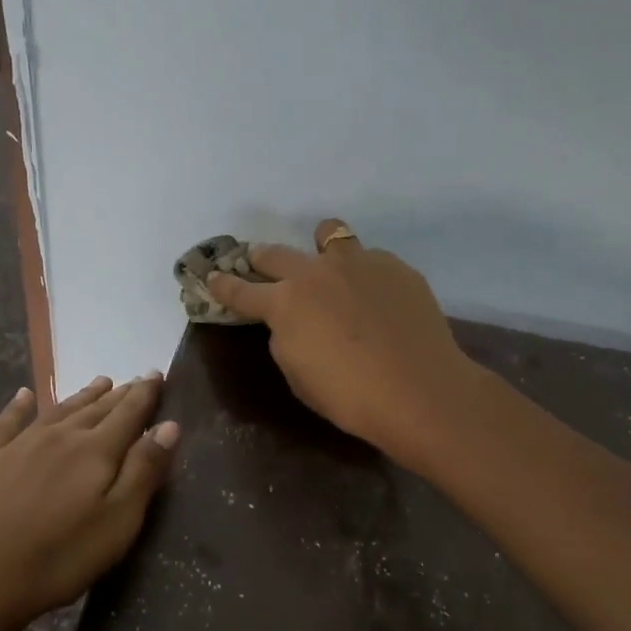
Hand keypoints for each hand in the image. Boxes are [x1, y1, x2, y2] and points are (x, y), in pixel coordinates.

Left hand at [0, 375, 178, 630]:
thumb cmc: (57, 558)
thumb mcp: (117, 522)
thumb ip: (143, 471)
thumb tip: (168, 425)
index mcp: (95, 452)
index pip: (128, 414)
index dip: (145, 394)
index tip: (157, 374)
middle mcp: (58, 437)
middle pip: (95, 409)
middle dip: (118, 394)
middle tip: (134, 380)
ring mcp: (16, 446)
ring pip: (56, 411)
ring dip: (80, 396)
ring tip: (99, 382)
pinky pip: (5, 423)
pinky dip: (17, 407)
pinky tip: (23, 396)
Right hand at [208, 219, 477, 465]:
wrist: (418, 390)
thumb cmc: (348, 395)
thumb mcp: (297, 374)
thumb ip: (285, 338)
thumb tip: (290, 321)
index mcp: (285, 303)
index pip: (241, 291)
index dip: (224, 285)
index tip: (212, 277)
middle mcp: (316, 272)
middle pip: (277, 254)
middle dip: (262, 259)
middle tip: (260, 262)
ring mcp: (358, 263)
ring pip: (329, 235)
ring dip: (319, 246)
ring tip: (327, 260)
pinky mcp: (395, 267)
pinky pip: (369, 259)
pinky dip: (362, 272)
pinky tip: (376, 297)